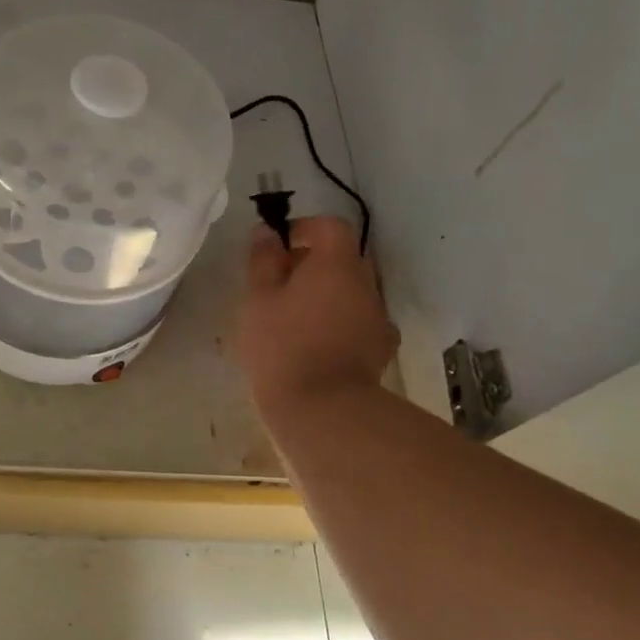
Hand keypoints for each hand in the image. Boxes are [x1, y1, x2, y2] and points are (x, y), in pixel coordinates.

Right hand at [239, 216, 399, 410]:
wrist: (323, 412)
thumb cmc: (282, 346)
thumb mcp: (259, 299)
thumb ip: (263, 260)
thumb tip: (267, 232)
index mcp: (337, 264)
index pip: (331, 227)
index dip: (305, 229)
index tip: (279, 246)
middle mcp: (365, 285)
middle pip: (344, 259)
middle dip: (314, 263)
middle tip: (280, 284)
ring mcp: (378, 319)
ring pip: (353, 292)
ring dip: (328, 294)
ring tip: (294, 317)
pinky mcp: (380, 351)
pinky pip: (360, 322)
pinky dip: (341, 322)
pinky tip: (317, 343)